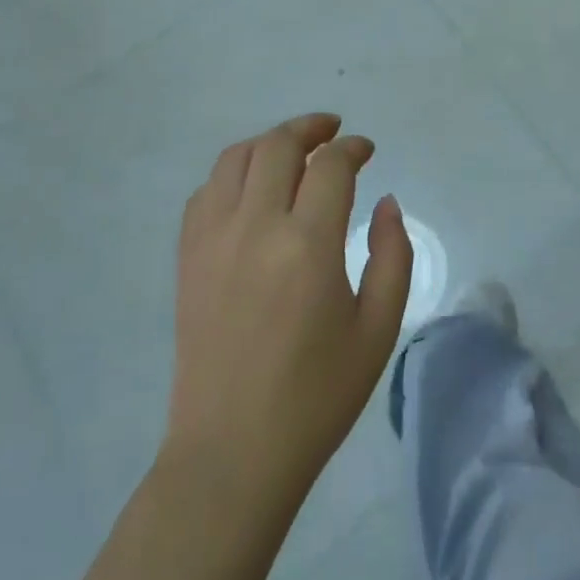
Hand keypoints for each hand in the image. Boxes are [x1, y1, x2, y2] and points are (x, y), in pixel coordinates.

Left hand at [165, 113, 413, 502]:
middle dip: (311, 128)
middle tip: (333, 132)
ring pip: (236, 157)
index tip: (367, 150)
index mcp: (307, 244)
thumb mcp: (378, 329)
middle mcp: (255, 226)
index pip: (330, 165)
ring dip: (269, 142)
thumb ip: (393, 255)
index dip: (352, 148)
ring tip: (293, 150)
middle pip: (278, 145)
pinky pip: (206, 191)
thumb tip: (384, 202)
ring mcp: (213, 238)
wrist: (233, 452)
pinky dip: (233, 173)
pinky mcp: (187, 257)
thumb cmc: (317, 396)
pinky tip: (251, 188)